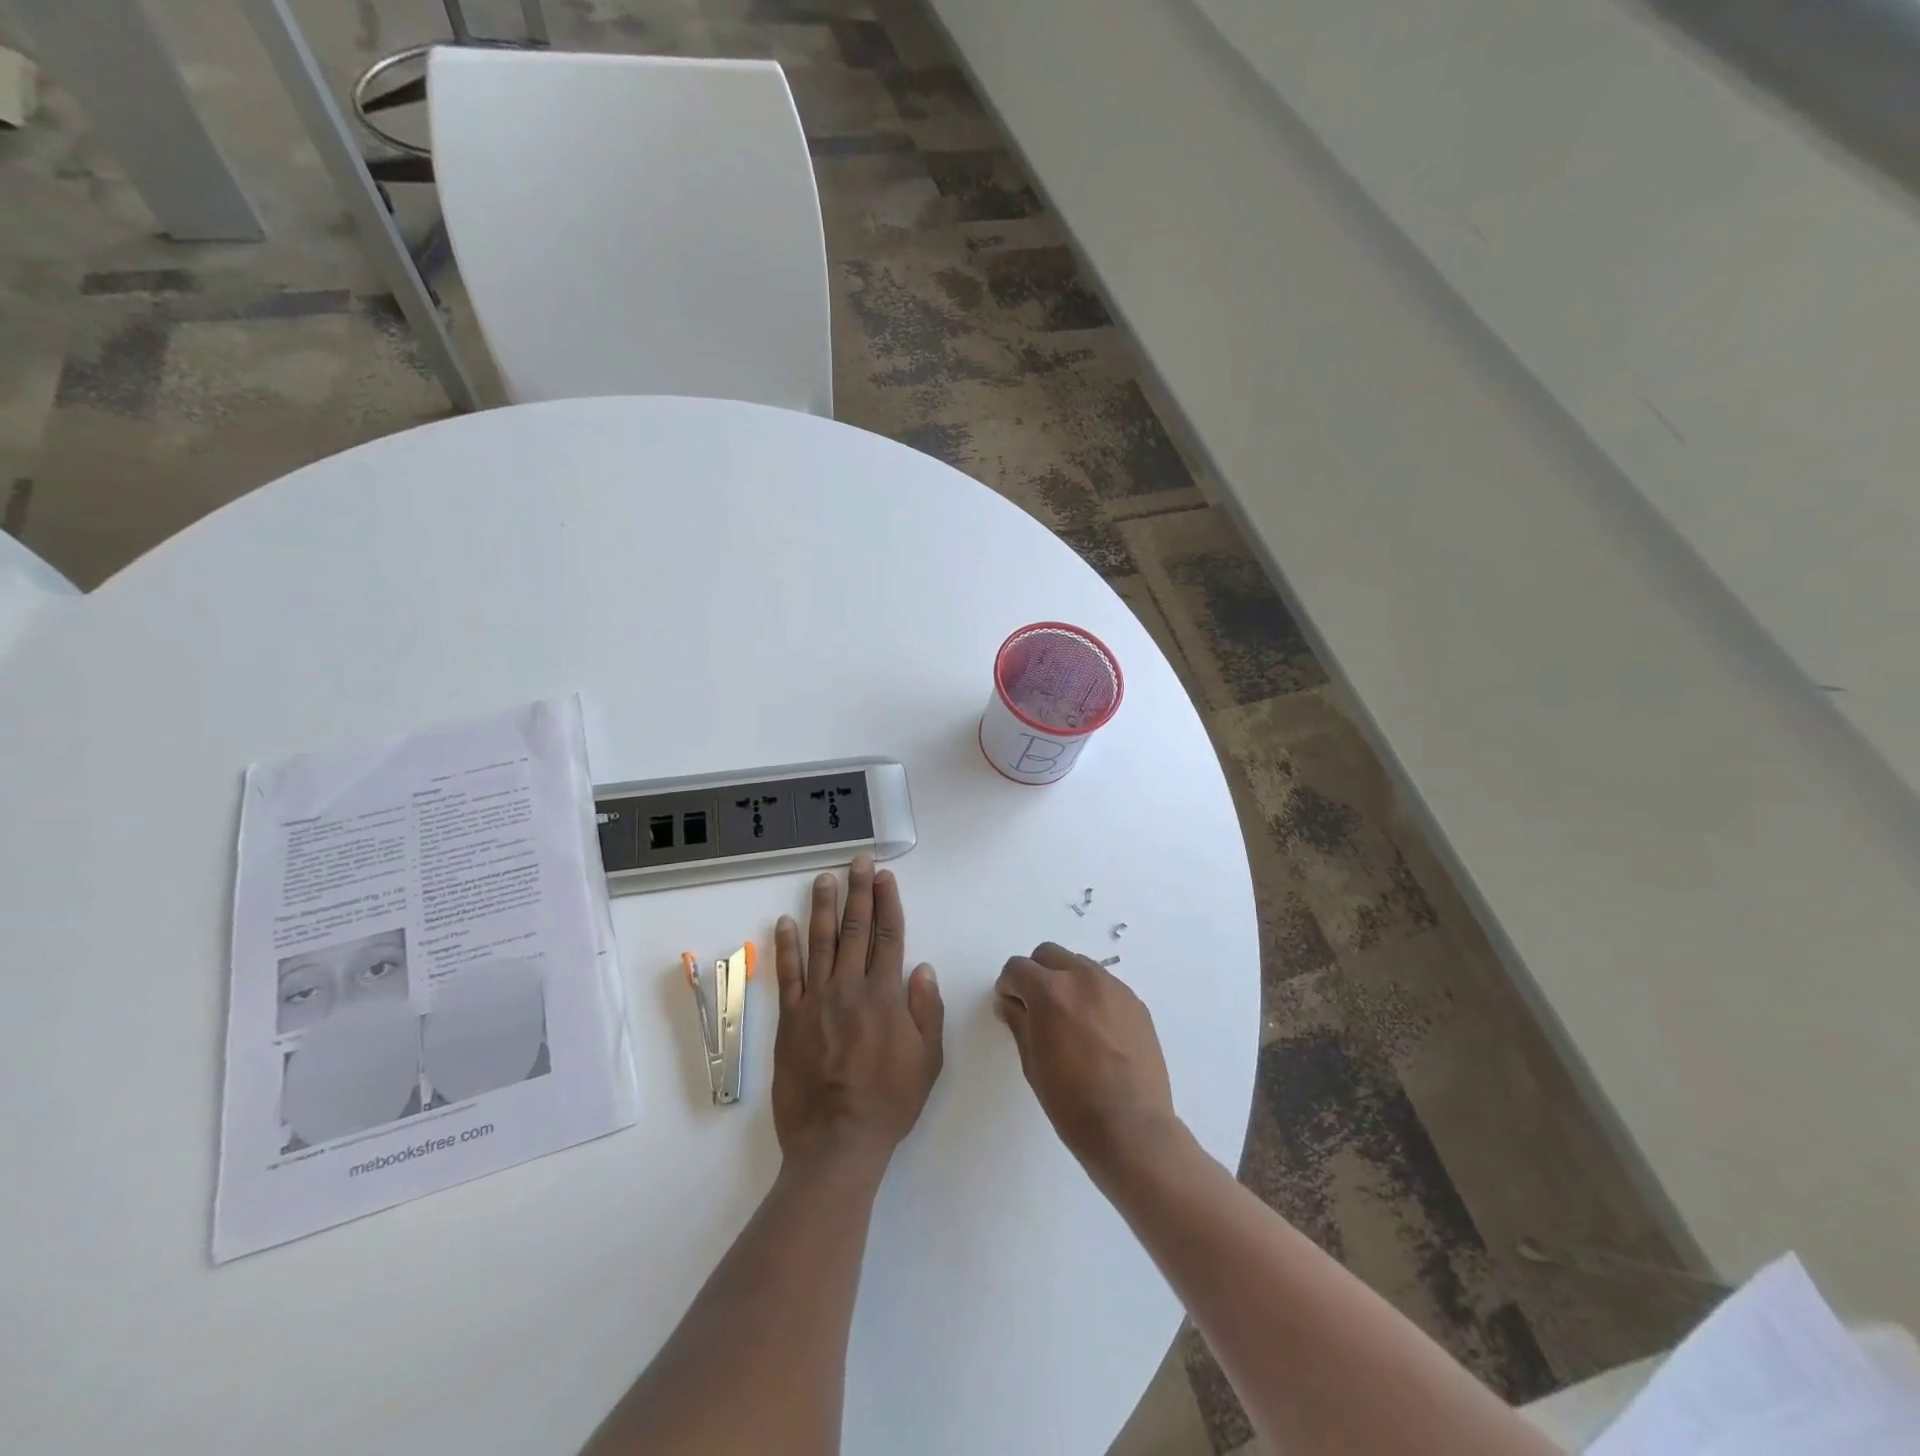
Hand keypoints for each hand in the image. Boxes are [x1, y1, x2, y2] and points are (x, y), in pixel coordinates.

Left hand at [772, 855, 944, 1163]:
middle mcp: (850, 987)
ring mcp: (816, 1000)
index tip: (884, 876)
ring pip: (820, 942)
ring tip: (824, 878)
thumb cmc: (890, 1101)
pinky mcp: (790, 1018)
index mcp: (885, 994)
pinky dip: (786, 946)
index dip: (887, 902)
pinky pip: (787, 974)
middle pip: (855, 929)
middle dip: (859, 891)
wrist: (837, 1140)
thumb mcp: (928, 1059)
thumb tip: (922, 967)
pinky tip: (785, 922)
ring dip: (822, 907)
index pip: (889, 935)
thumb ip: (926, 1009)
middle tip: (858, 860)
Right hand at [995, 944, 1178, 1176]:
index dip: (1008, 985)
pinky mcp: (1136, 1002)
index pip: (1017, 968)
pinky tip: (1095, 1031)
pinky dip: (1092, 996)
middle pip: (1048, 954)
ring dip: (1066, 981)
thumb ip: (1019, 1022)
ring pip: (1079, 965)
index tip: (1009, 1005)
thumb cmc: (1071, 1101)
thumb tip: (1009, 1002)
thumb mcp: (1032, 1062)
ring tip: (1068, 1019)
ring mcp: (1114, 987)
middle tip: (1035, 1007)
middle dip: (1036, 974)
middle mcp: (1083, 977)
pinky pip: (1105, 986)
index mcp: (1050, 991)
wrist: (1131, 1127)